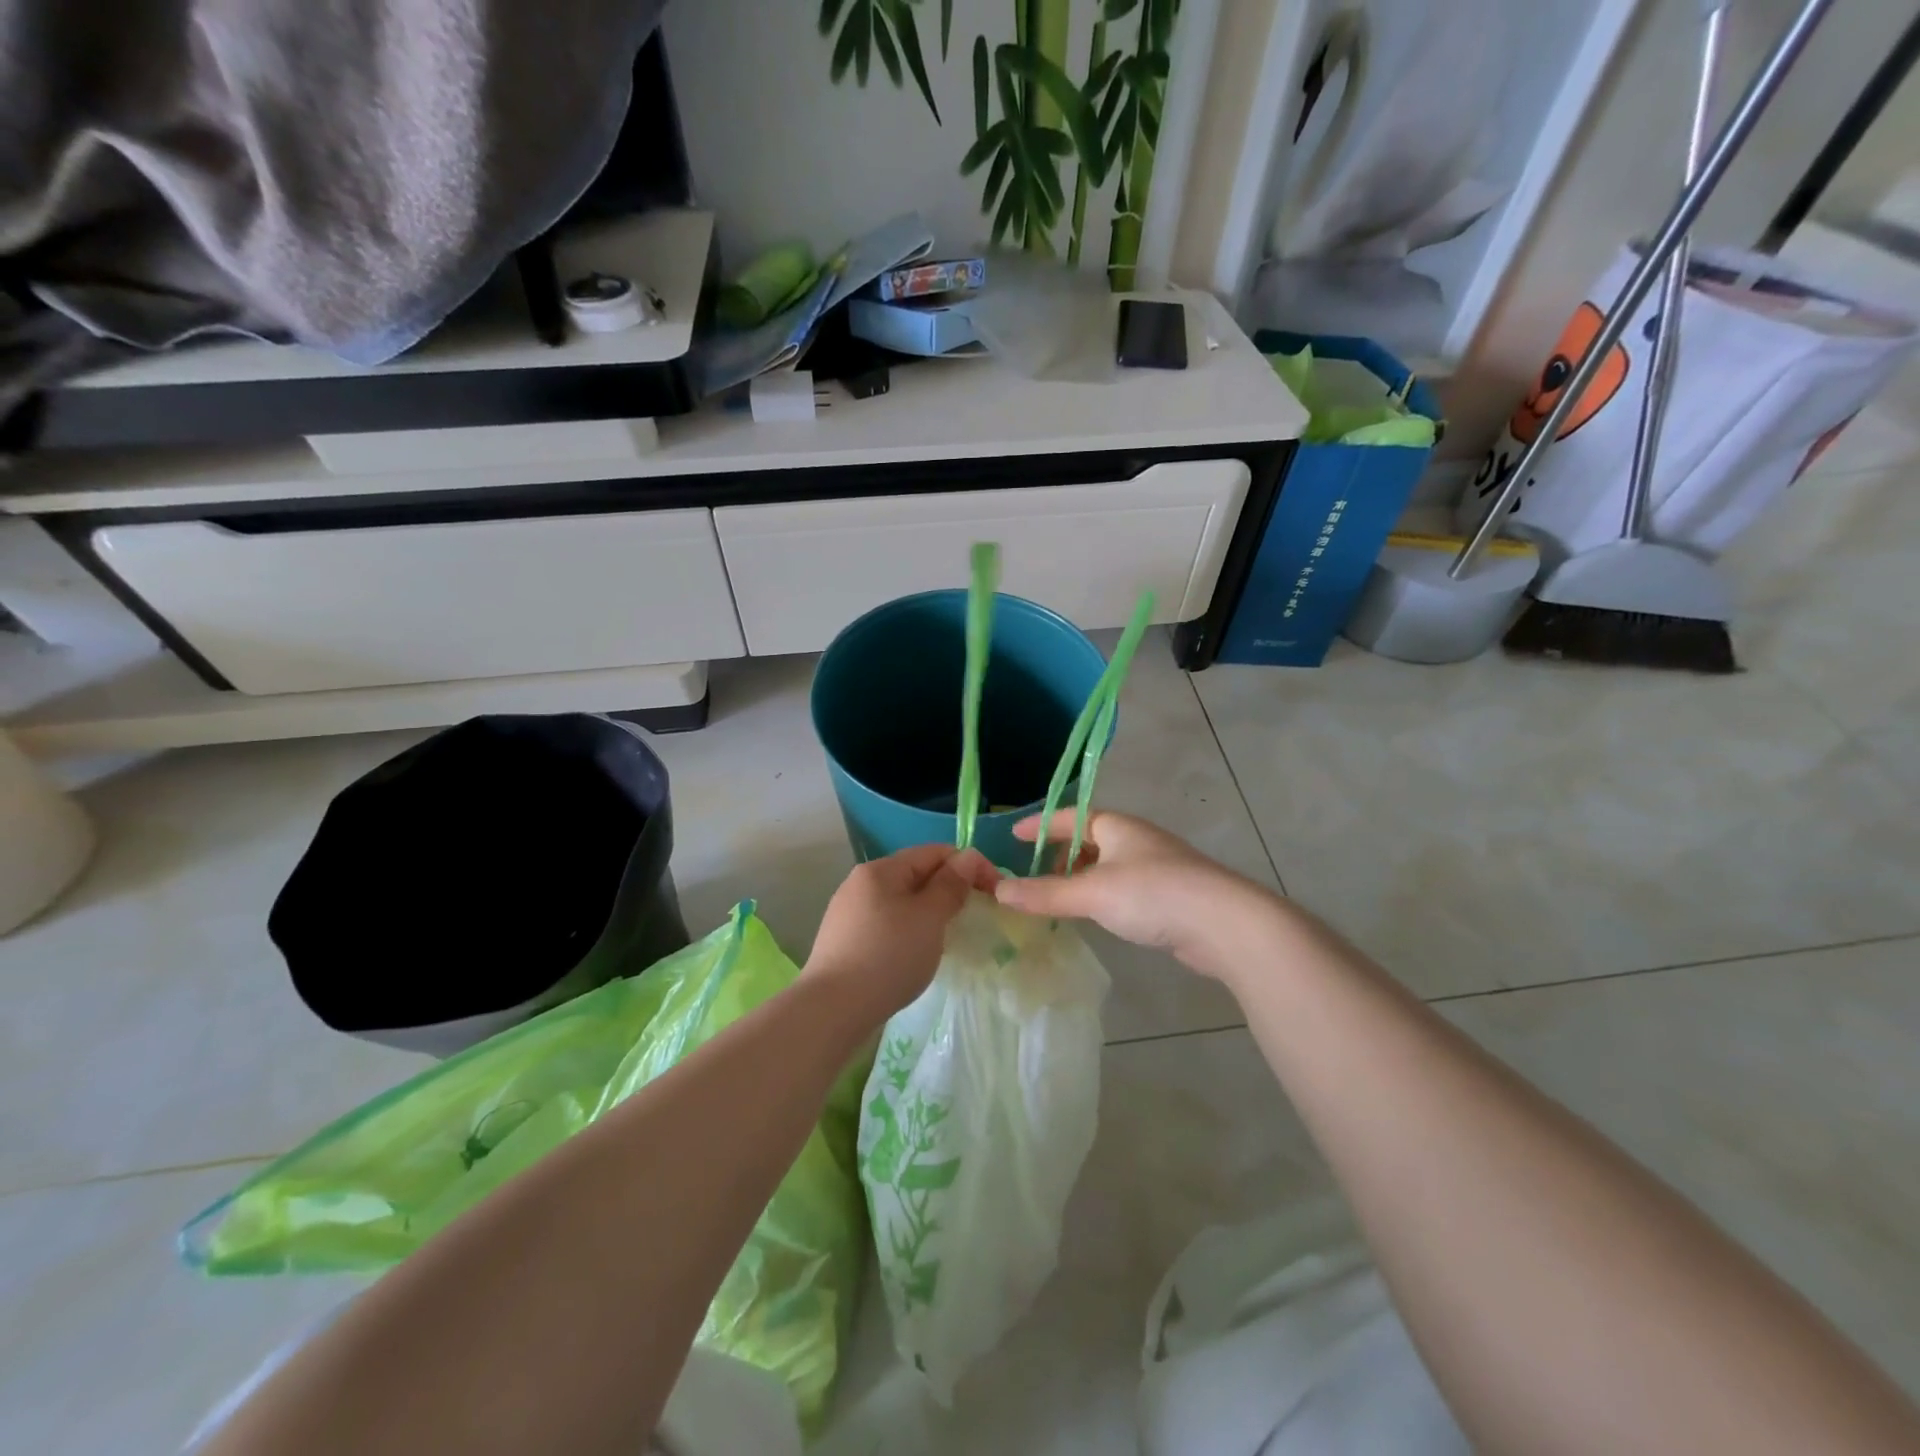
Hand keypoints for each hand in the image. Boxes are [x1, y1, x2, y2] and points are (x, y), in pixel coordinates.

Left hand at [806, 844, 998, 1020]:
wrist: (832, 1009)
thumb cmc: (888, 956)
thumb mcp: (929, 918)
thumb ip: (950, 885)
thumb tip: (966, 859)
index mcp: (881, 869)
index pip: (934, 852)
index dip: (969, 865)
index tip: (995, 892)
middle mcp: (861, 883)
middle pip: (916, 874)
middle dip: (949, 889)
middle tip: (975, 916)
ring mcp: (849, 912)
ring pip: (902, 901)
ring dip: (930, 912)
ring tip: (949, 937)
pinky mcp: (845, 941)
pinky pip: (887, 924)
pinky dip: (910, 931)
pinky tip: (916, 954)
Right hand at [993, 811, 1276, 977]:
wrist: (1225, 924)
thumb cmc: (1153, 894)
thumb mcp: (1092, 892)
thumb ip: (1045, 893)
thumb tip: (998, 890)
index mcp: (1117, 826)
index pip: (1070, 817)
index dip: (1041, 824)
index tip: (1013, 836)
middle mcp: (1137, 839)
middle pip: (1090, 840)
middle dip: (1061, 854)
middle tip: (1035, 876)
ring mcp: (1157, 866)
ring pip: (1108, 865)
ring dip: (1082, 878)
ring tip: (1061, 899)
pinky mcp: (1171, 895)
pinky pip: (1124, 887)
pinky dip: (1103, 896)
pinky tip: (1098, 916)